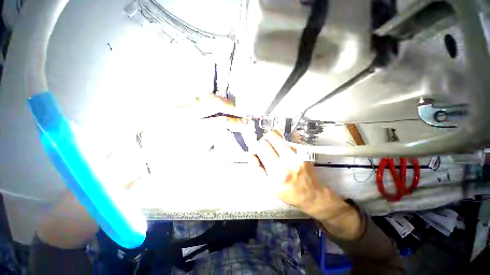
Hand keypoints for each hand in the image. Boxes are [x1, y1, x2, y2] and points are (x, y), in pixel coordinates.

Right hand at [252, 130, 362, 239]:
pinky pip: (290, 136)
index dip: (256, 146)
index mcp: (278, 171)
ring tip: (272, 146)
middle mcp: (290, 159)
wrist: (310, 194)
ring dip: (273, 137)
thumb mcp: (268, 186)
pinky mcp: (304, 150)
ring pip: (281, 133)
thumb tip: (251, 154)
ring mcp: (299, 153)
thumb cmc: (288, 192)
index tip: (256, 150)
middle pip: (271, 135)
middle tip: (264, 147)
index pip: (262, 146)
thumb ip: (257, 169)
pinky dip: (282, 138)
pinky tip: (281, 146)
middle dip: (264, 139)